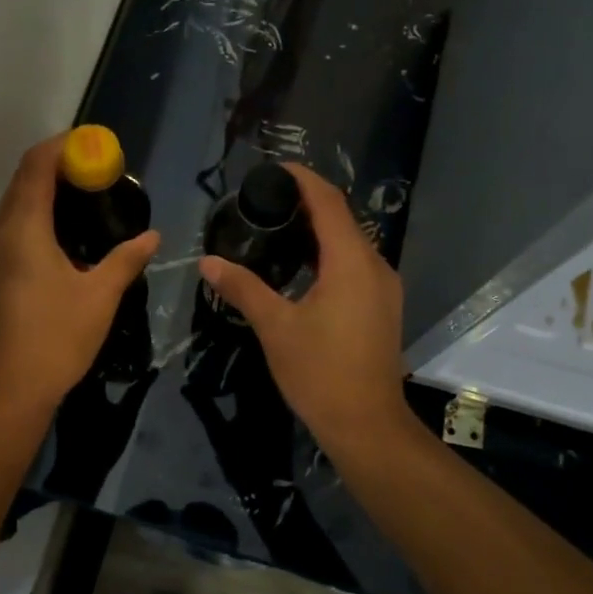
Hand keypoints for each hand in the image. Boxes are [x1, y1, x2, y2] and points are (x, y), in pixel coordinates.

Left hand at [0, 134, 159, 419]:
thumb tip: (152, 235)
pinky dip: (38, 217)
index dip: (63, 147)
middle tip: (99, 172)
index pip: (36, 166)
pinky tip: (67, 236)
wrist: (9, 389)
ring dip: (47, 193)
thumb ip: (127, 259)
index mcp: (22, 229)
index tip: (95, 145)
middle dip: (59, 167)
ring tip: (88, 199)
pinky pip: (13, 228)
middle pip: (24, 181)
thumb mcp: (101, 296)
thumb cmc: (56, 337)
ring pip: (16, 205)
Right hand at [197, 163, 410, 452]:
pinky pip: (356, 265)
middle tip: (266, 201)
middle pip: (342, 219)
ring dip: (319, 231)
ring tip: (278, 228)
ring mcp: (384, 288)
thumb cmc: (320, 373)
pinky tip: (302, 267)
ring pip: (351, 243)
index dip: (303, 179)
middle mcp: (375, 265)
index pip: (328, 202)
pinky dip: (330, 255)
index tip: (274, 169)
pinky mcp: (383, 307)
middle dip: (308, 203)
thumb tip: (208, 262)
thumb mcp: (275, 327)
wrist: (366, 424)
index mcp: (351, 262)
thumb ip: (243, 288)